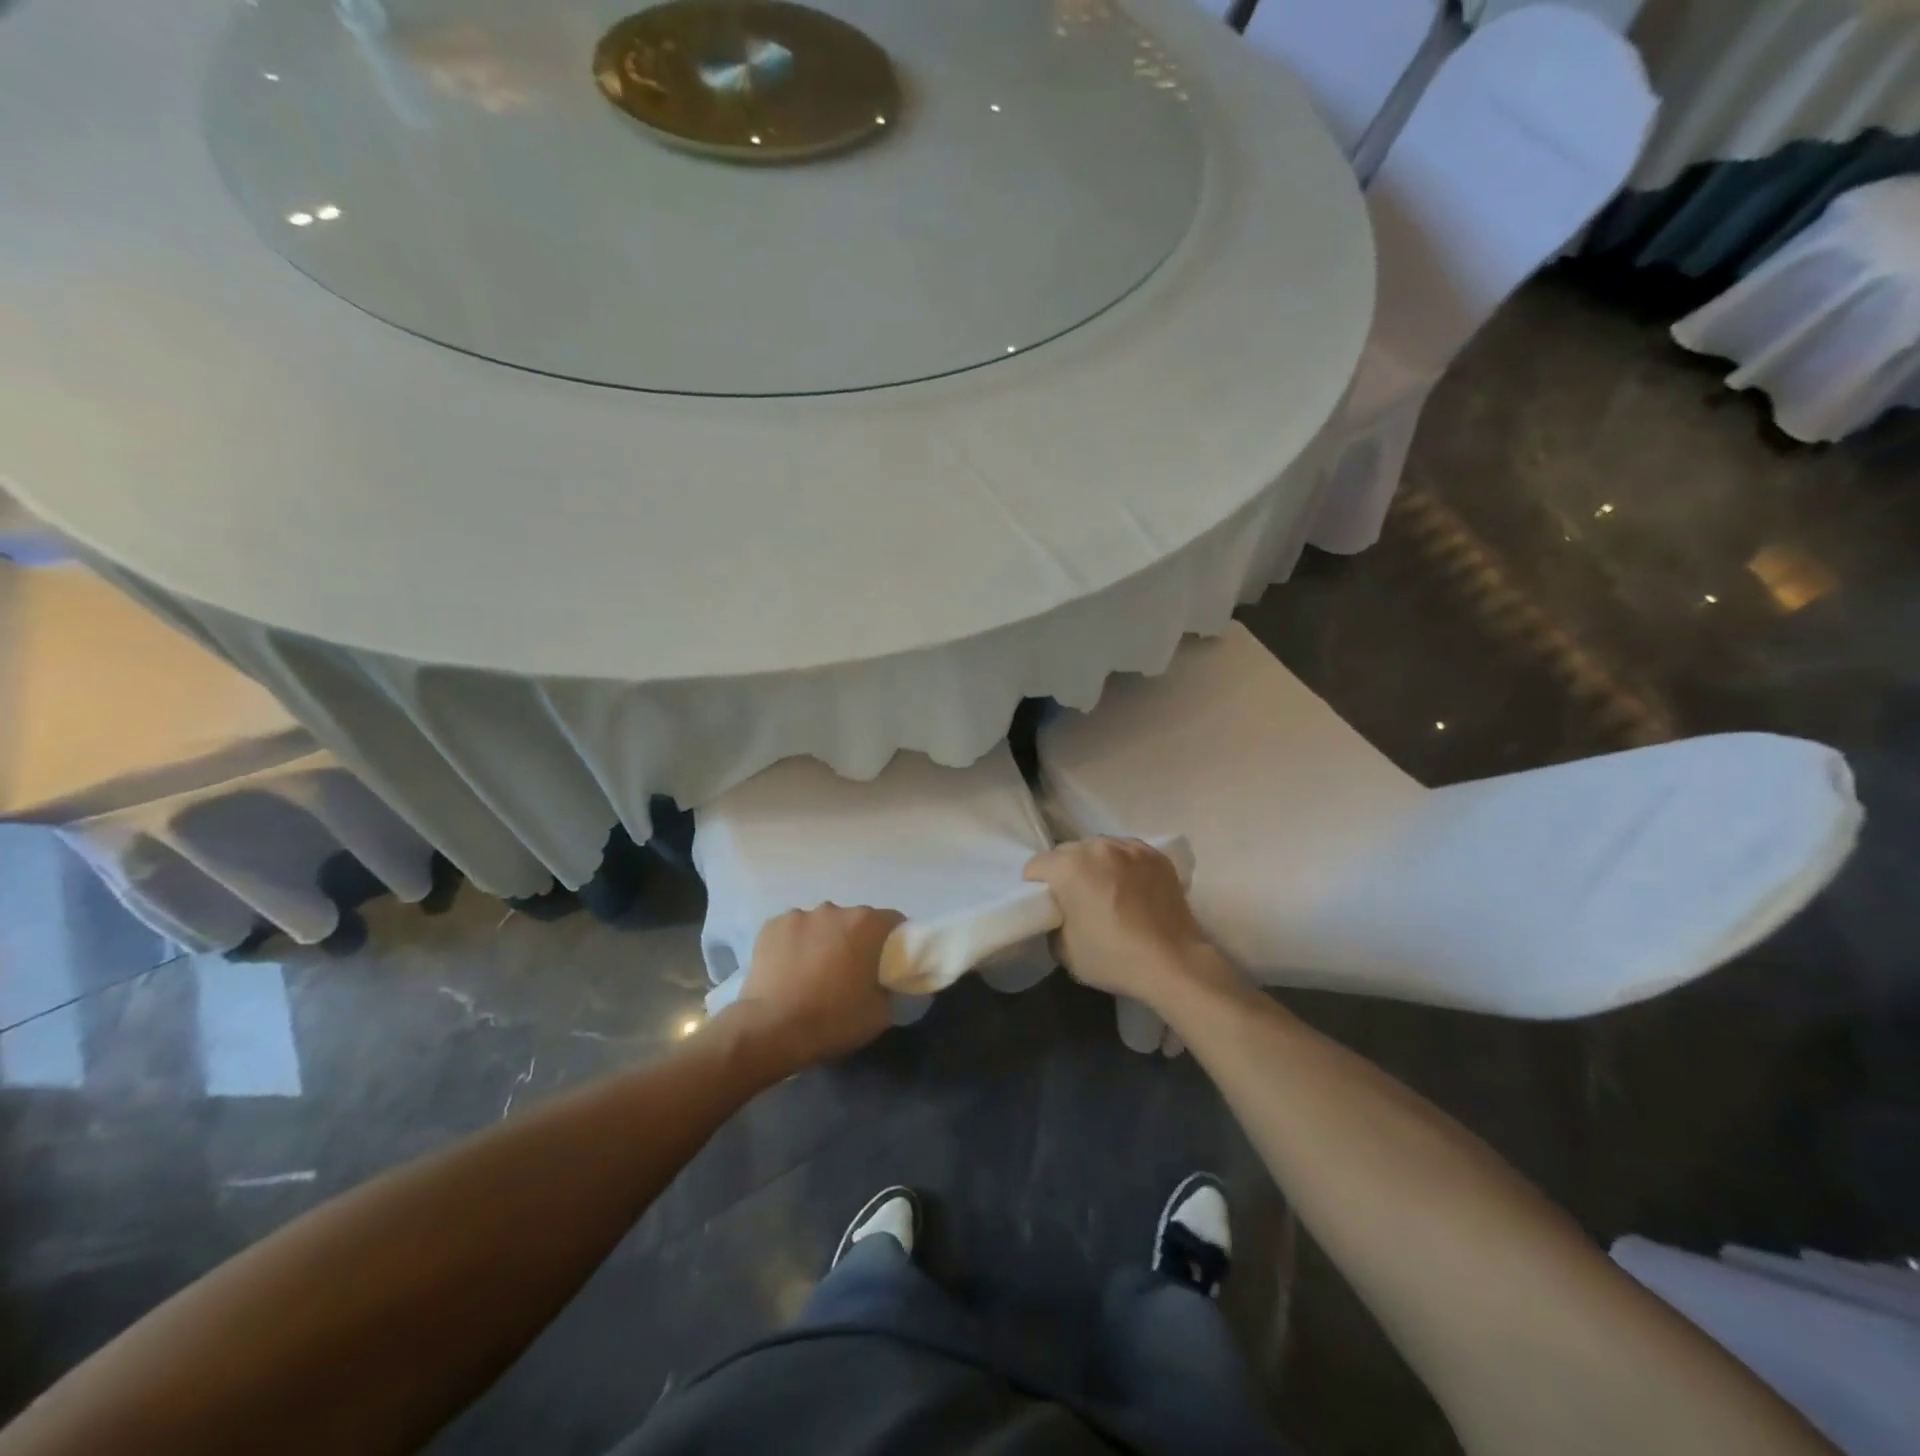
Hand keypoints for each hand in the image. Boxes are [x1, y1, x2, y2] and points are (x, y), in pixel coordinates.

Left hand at [729, 904, 903, 1073]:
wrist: (770, 1031)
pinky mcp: (771, 926)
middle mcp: (834, 910)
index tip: (889, 963)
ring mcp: (799, 915)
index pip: (893, 921)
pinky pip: (793, 930)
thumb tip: (888, 983)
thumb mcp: (880, 1013)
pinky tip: (789, 969)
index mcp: (865, 924)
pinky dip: (795, 944)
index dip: (896, 941)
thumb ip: (891, 989)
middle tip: (851, 971)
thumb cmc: (832, 1020)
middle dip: (856, 940)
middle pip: (855, 920)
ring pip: (821, 924)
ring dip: (824, 940)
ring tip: (814, 971)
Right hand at [1024, 838, 1232, 1008]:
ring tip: (1107, 891)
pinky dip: (1123, 865)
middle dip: (1065, 872)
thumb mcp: (1063, 950)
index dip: (1036, 887)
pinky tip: (1131, 888)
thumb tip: (1059, 913)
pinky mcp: (1156, 854)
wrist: (1174, 963)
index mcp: (1069, 866)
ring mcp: (1130, 847)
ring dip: (1095, 865)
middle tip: (1076, 900)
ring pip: (1099, 848)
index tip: (1048, 906)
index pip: (1036, 865)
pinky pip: (1127, 852)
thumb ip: (1052, 922)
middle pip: (1067, 852)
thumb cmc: (1113, 958)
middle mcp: (1097, 846)